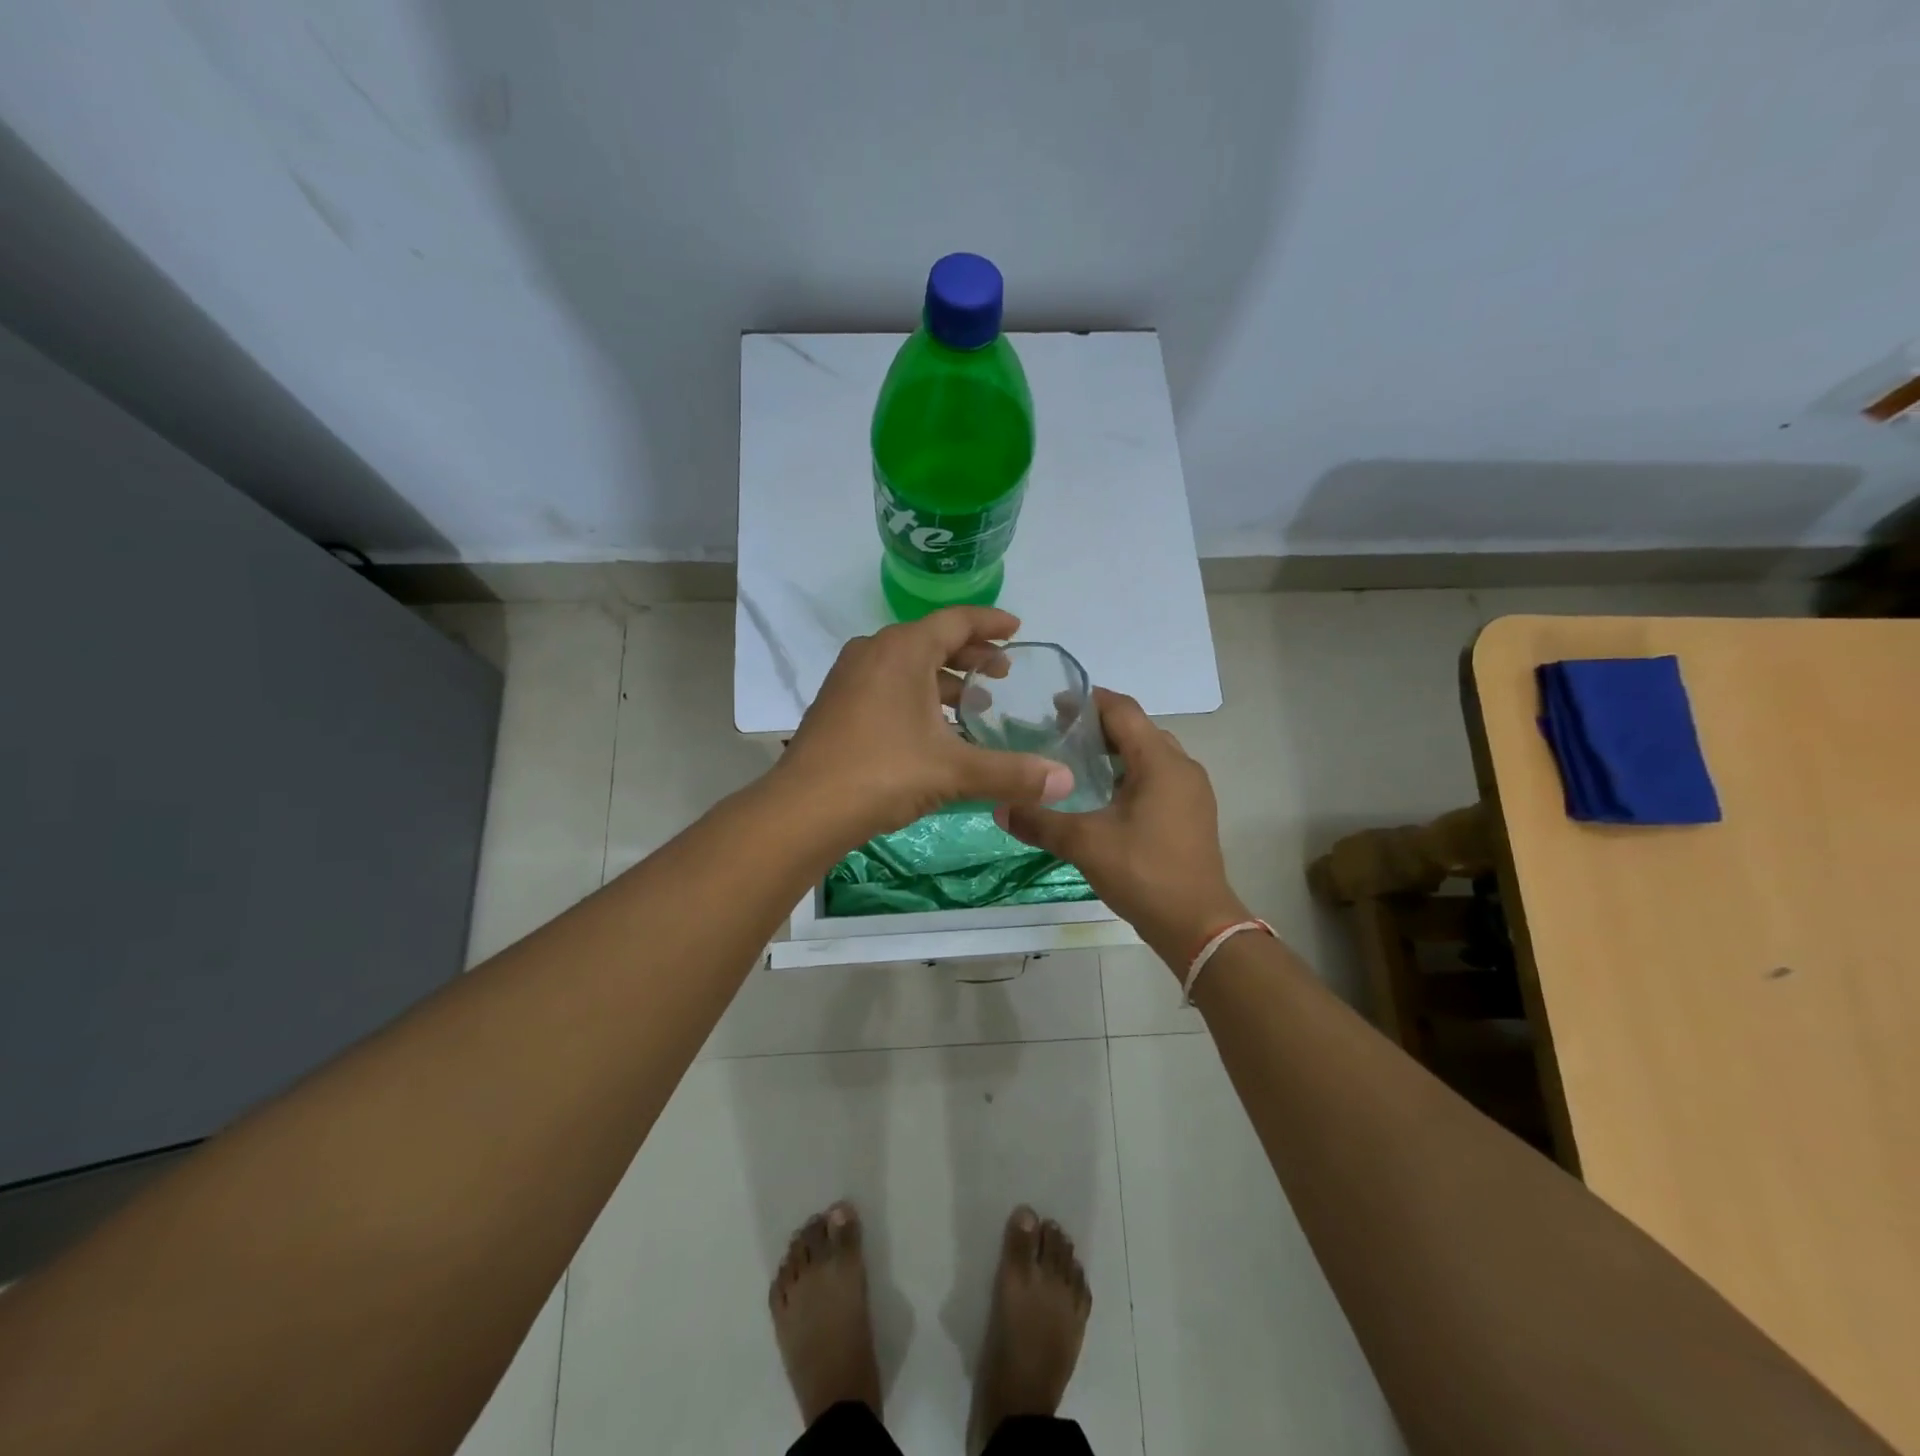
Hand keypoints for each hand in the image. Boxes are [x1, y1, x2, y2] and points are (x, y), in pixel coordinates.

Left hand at [777, 607, 1072, 844]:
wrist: (804, 809)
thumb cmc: (882, 773)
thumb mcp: (954, 772)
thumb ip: (1012, 773)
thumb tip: (1065, 781)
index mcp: (902, 650)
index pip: (956, 621)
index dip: (991, 623)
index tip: (1018, 630)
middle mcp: (874, 652)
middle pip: (931, 640)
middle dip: (971, 654)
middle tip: (1003, 673)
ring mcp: (849, 678)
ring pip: (907, 665)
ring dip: (943, 679)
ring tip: (974, 703)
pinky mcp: (837, 705)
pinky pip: (887, 685)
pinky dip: (916, 695)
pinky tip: (933, 729)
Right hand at [998, 688, 1250, 965]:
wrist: (1197, 925)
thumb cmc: (1144, 873)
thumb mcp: (1085, 844)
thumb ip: (1040, 821)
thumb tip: (1000, 806)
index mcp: (1160, 762)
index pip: (1123, 711)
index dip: (1088, 701)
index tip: (1052, 704)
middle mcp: (1181, 766)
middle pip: (1137, 729)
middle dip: (1098, 726)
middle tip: (1057, 733)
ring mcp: (1191, 790)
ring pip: (1149, 754)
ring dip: (1114, 751)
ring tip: (1075, 761)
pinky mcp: (1191, 812)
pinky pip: (1157, 776)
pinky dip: (1129, 773)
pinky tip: (1102, 795)